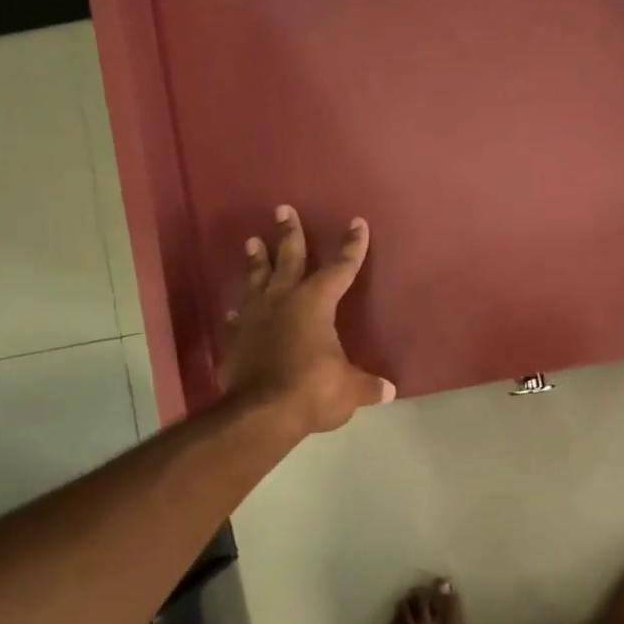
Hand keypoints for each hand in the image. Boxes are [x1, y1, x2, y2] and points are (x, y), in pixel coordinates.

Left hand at [222, 205, 394, 435]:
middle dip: (290, 234)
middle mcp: (283, 301)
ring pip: (256, 280)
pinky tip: (235, 309)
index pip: (340, 269)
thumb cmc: (313, 390)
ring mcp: (255, 319)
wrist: (261, 413)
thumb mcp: (350, 388)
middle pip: (288, 260)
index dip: (351, 247)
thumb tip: (388, 390)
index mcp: (315, 304)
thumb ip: (367, 385)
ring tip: (252, 241)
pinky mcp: (236, 340)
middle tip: (283, 209)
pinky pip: (239, 317)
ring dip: (256, 262)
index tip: (357, 224)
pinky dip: (240, 311)